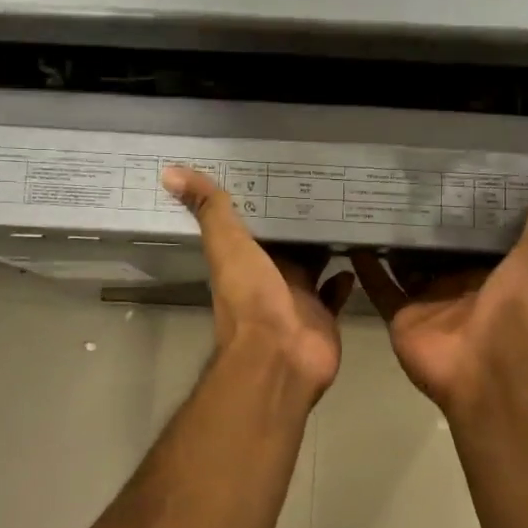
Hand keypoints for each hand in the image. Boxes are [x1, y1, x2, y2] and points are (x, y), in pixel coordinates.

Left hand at [165, 167, 354, 397]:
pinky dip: (345, 277)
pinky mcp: (324, 316)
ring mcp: (299, 298)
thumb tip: (170, 172)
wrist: (279, 357)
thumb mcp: (227, 245)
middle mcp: (270, 277)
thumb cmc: (251, 298)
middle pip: (287, 244)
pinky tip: (357, 255)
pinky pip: (335, 292)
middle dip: (302, 221)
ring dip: (326, 245)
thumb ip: (209, 210)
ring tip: (348, 213)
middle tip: (327, 186)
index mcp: (245, 259)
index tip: (282, 171)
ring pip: (314, 265)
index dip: (265, 201)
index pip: (255, 224)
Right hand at [353, 175, 527, 417]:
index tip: (452, 174)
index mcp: (493, 271)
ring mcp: (428, 300)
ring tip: (373, 203)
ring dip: (394, 241)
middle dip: (424, 222)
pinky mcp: (402, 315)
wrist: (484, 370)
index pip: (478, 234)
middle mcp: (458, 283)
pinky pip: (381, 287)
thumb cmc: (513, 312)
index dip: (467, 207)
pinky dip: (367, 267)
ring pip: (406, 264)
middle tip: (402, 183)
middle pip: (438, 248)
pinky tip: (353, 240)